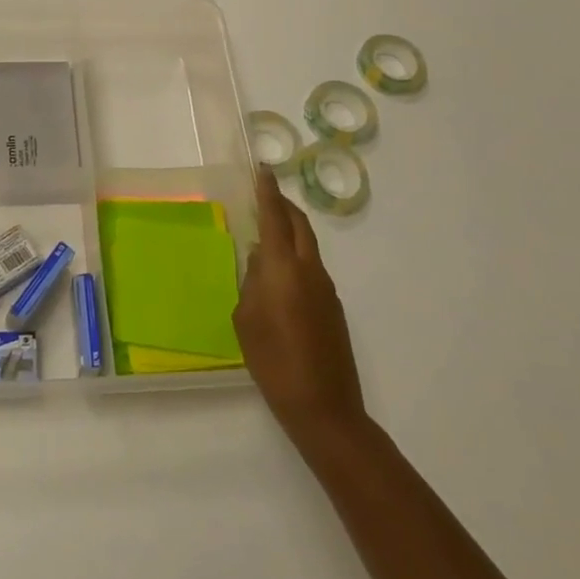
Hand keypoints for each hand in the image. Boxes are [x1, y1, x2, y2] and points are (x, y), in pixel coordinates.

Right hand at [234, 169, 370, 459]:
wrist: (325, 407)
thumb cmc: (274, 362)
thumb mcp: (247, 320)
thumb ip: (251, 283)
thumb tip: (258, 260)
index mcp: (285, 269)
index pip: (276, 219)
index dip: (268, 193)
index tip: (262, 170)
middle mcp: (310, 271)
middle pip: (301, 226)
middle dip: (284, 206)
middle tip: (265, 196)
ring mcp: (327, 289)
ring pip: (309, 246)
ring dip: (292, 231)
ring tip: (268, 233)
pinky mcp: (333, 308)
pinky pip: (312, 268)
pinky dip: (296, 256)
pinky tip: (279, 275)